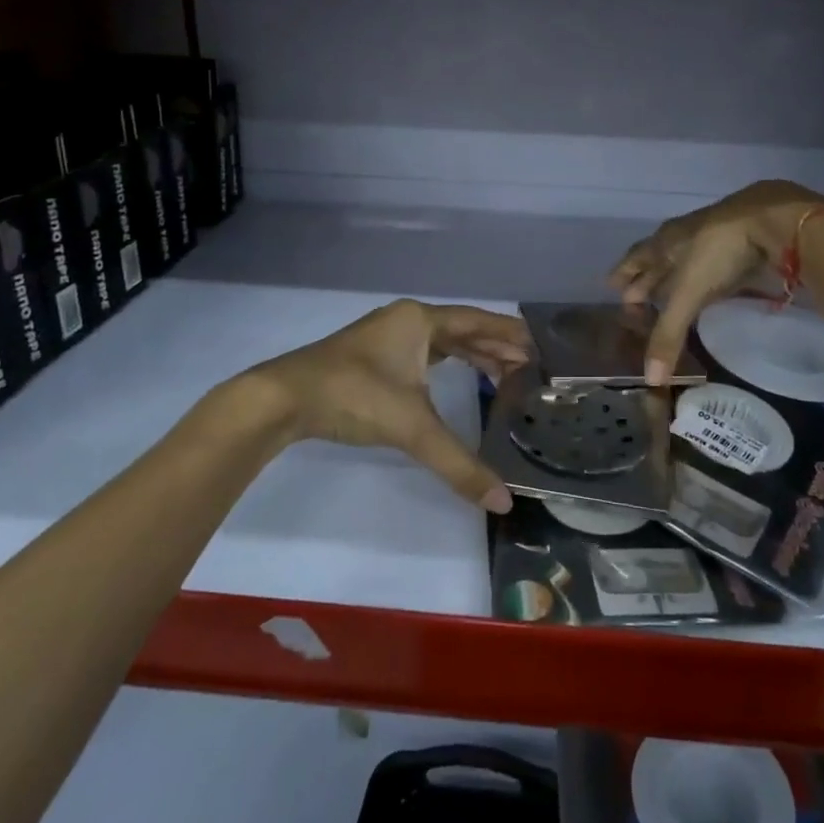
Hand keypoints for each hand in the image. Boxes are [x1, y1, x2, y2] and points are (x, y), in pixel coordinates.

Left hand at [242, 300, 530, 512]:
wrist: (282, 399)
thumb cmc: (353, 396)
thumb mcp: (412, 428)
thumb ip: (459, 464)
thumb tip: (502, 502)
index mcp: (421, 321)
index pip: (479, 320)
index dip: (510, 333)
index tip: (541, 344)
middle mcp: (407, 321)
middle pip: (463, 329)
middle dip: (496, 347)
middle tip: (530, 367)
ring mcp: (388, 337)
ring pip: (443, 342)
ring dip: (473, 355)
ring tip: (504, 375)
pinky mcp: (373, 357)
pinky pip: (425, 353)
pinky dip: (448, 364)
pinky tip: (457, 379)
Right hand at [608, 181, 823, 384]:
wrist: (771, 218)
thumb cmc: (717, 251)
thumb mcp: (688, 293)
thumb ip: (669, 334)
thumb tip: (650, 380)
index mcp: (664, 242)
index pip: (636, 258)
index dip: (623, 273)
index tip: (611, 285)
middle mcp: (684, 237)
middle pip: (658, 258)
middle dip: (646, 278)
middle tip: (634, 296)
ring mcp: (714, 237)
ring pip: (685, 259)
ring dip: (674, 276)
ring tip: (667, 292)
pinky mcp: (741, 242)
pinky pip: (712, 262)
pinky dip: (704, 276)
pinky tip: (709, 285)